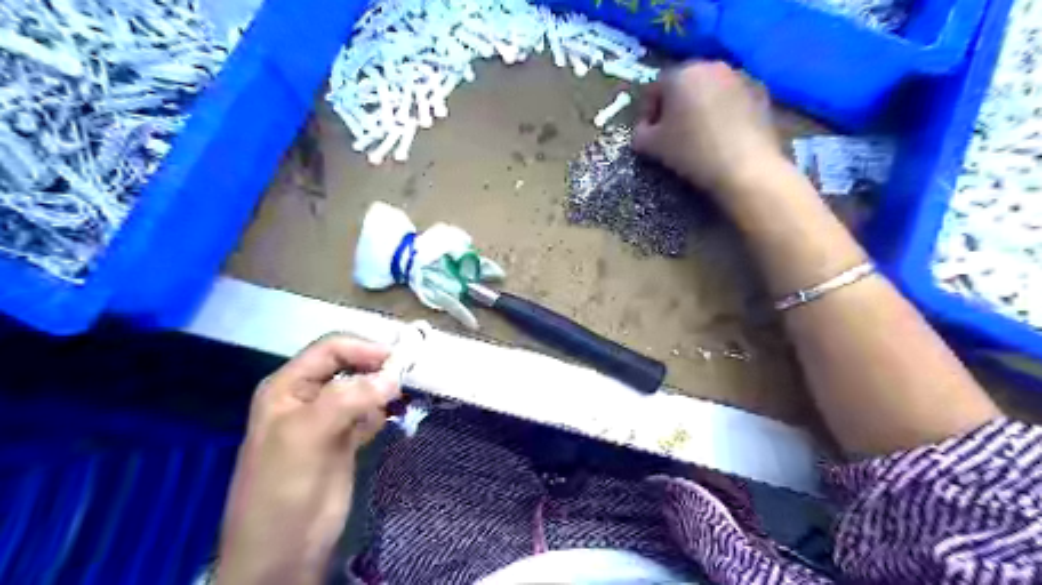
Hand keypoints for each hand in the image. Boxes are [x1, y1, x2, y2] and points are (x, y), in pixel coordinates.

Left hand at [214, 334, 399, 584]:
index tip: (398, 361)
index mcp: (289, 387)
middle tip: (406, 379)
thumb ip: (348, 399)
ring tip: (402, 398)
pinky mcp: (344, 440)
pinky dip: (383, 412)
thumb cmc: (284, 488)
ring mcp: (328, 419)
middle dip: (377, 368)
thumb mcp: (306, 436)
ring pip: (363, 390)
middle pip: (349, 366)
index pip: (331, 350)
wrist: (283, 551)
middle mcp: (309, 397)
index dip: (364, 349)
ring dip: (383, 390)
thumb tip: (393, 376)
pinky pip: (369, 414)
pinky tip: (391, 418)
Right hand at [632, 60, 785, 214]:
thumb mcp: (652, 147)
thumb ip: (639, 134)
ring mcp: (739, 76)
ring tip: (699, 135)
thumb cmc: (691, 152)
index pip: (655, 89)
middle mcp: (710, 66)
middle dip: (675, 107)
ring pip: (710, 90)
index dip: (647, 113)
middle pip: (684, 84)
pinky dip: (724, 112)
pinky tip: (723, 136)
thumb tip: (643, 131)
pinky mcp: (761, 92)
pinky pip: (732, 99)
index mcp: (680, 74)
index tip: (649, 135)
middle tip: (672, 134)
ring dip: (700, 108)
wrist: (744, 167)